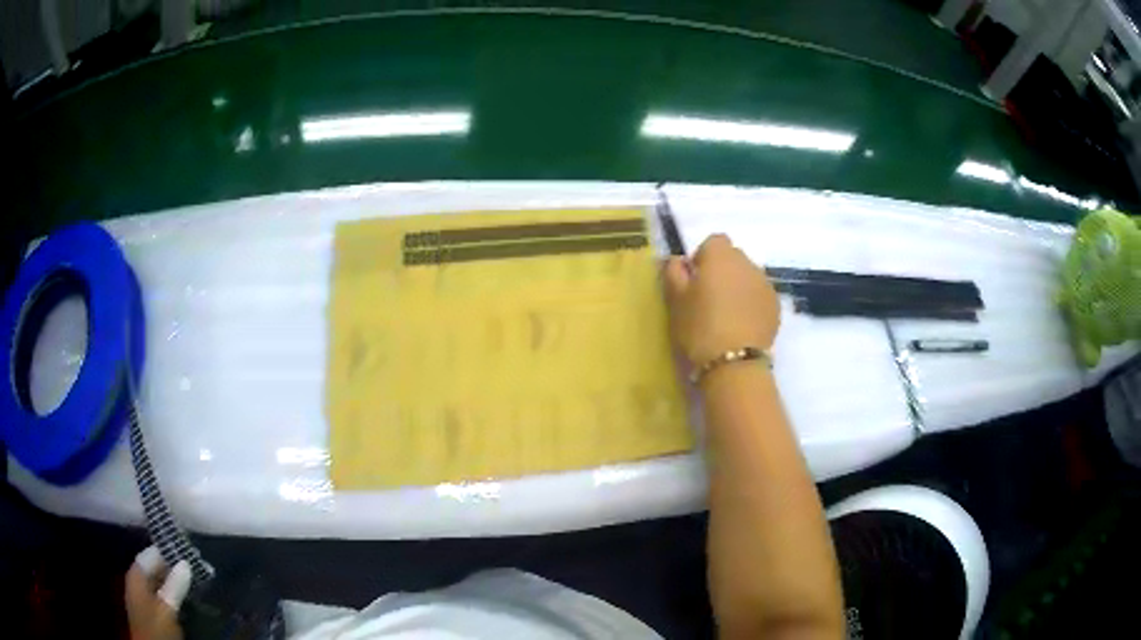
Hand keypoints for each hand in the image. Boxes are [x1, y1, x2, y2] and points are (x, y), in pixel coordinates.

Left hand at [126, 546, 189, 639]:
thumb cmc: (156, 626)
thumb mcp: (167, 607)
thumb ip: (175, 585)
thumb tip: (185, 563)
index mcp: (136, 574)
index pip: (151, 553)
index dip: (167, 551)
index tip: (187, 549)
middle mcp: (138, 581)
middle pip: (155, 568)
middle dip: (174, 567)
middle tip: (197, 567)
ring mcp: (144, 597)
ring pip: (161, 583)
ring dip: (176, 582)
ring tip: (196, 581)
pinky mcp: (153, 611)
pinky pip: (163, 595)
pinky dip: (175, 594)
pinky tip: (187, 597)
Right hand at [662, 234, 779, 367]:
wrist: (734, 363)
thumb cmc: (699, 327)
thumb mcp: (675, 300)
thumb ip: (673, 272)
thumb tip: (678, 260)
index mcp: (721, 257)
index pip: (714, 241)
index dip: (703, 257)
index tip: (694, 280)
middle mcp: (747, 263)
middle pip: (733, 258)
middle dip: (722, 272)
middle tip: (708, 299)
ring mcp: (765, 284)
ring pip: (748, 277)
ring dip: (738, 287)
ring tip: (726, 315)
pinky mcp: (776, 306)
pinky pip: (760, 295)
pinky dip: (751, 304)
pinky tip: (741, 326)